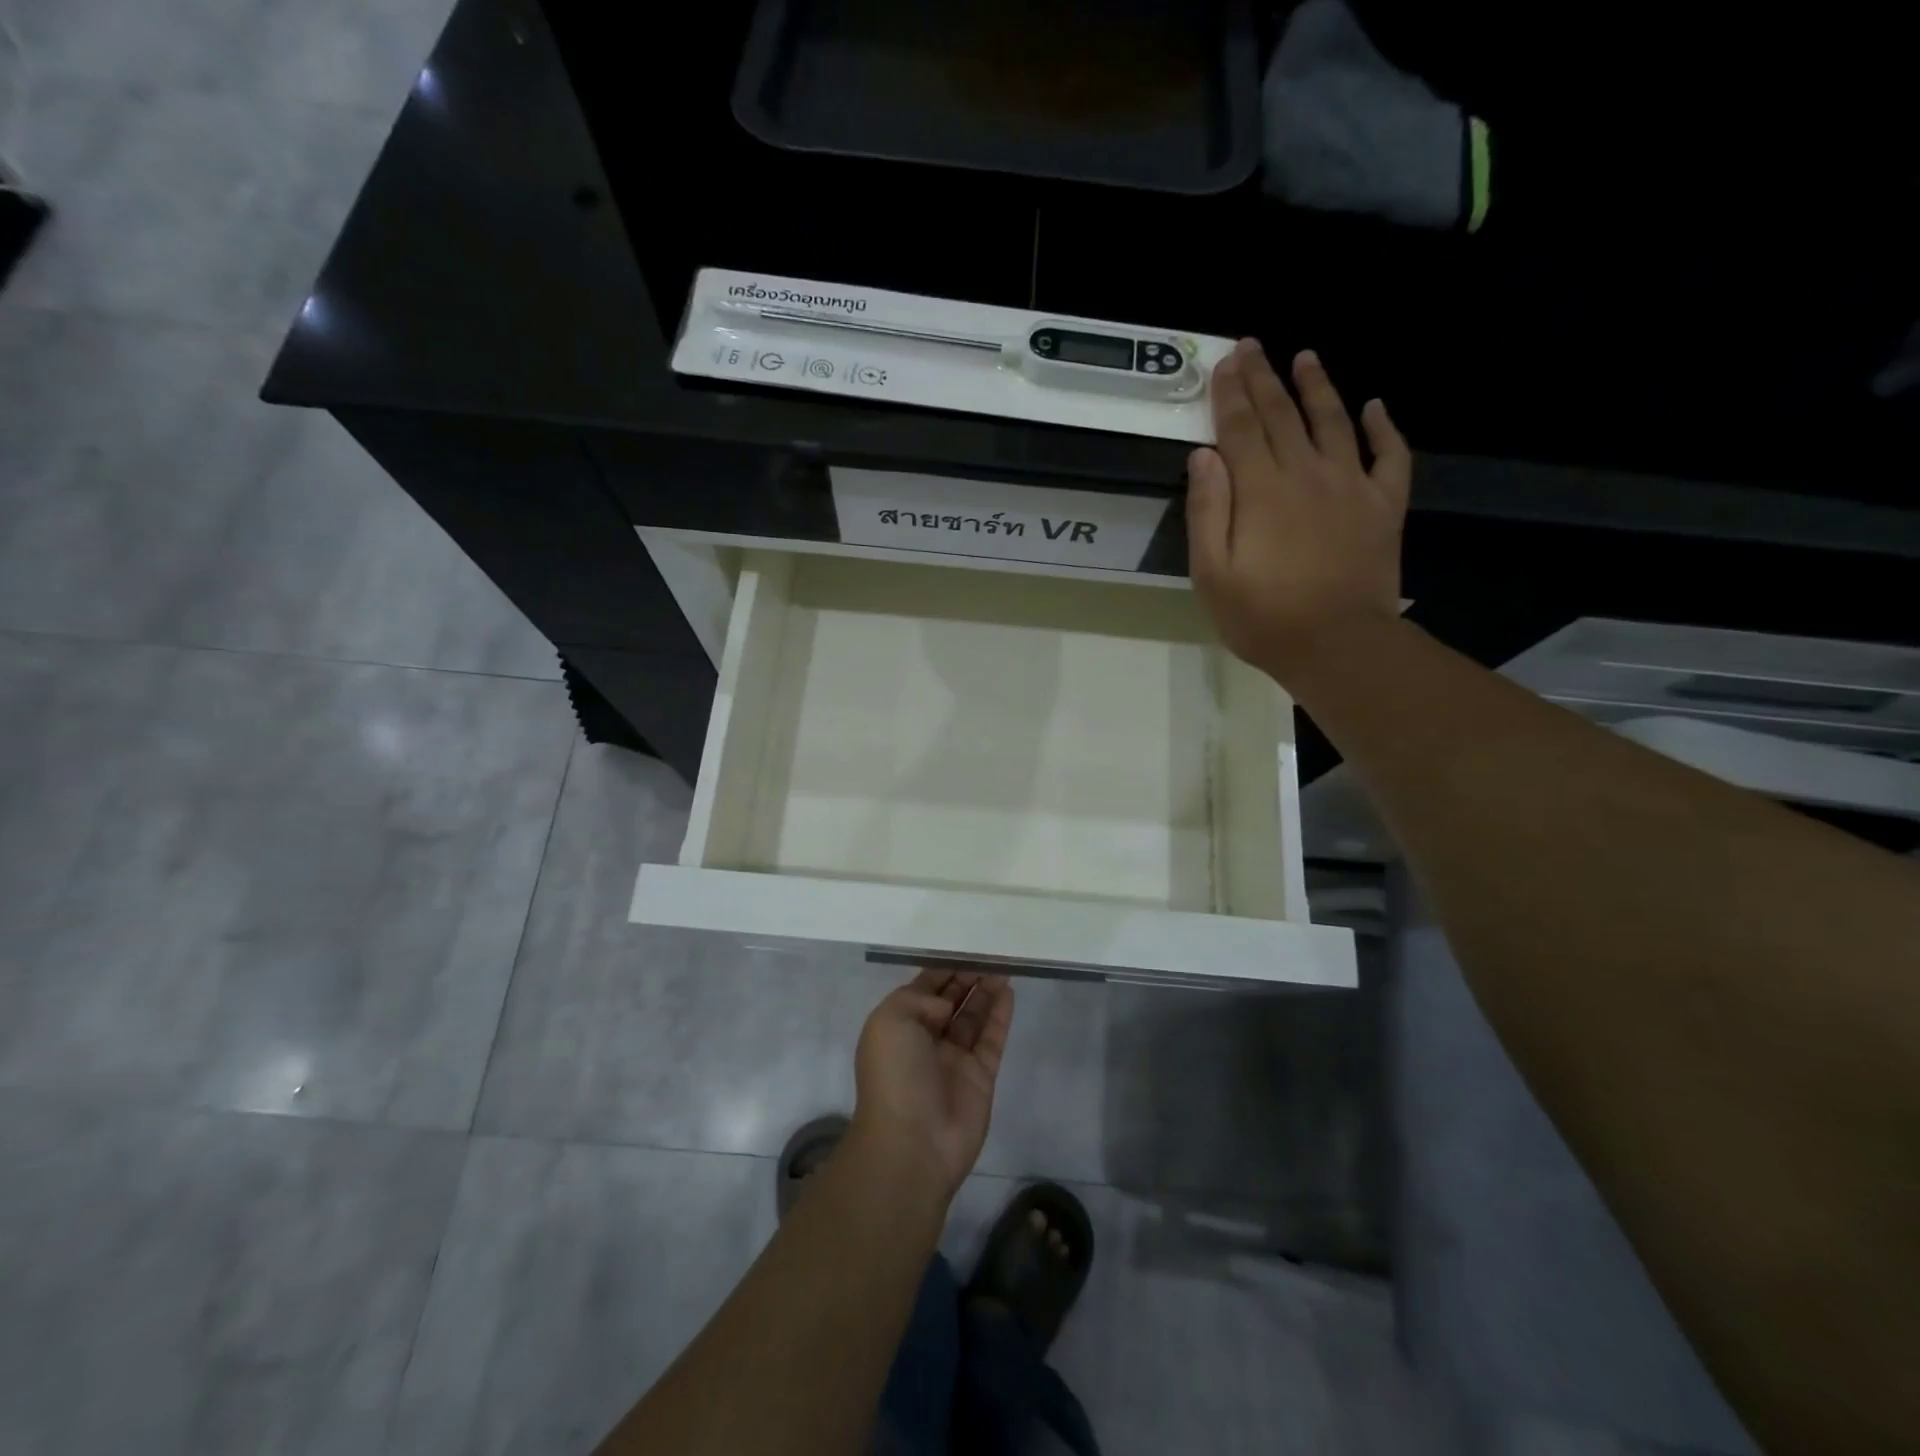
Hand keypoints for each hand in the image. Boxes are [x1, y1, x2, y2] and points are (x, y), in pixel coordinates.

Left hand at [851, 969, 1013, 1201]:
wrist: (912, 1143)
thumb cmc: (894, 1074)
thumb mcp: (889, 1020)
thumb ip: (918, 998)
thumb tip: (947, 1006)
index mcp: (899, 1026)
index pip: (923, 989)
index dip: (942, 968)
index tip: (962, 945)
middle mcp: (926, 1039)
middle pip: (951, 1000)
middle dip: (967, 976)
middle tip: (989, 951)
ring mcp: (954, 1059)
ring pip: (973, 1016)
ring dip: (985, 990)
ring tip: (1003, 964)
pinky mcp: (981, 1076)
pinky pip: (991, 1038)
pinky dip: (1000, 1015)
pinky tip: (1008, 991)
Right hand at [1186, 341, 1411, 678]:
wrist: (1337, 645)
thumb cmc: (1263, 616)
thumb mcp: (1212, 573)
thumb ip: (1207, 510)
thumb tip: (1204, 455)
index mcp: (1262, 490)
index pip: (1241, 427)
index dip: (1230, 393)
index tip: (1223, 362)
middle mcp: (1307, 473)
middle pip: (1282, 415)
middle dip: (1263, 377)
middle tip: (1251, 344)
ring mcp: (1351, 486)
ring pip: (1334, 422)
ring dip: (1318, 387)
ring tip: (1306, 357)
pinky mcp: (1383, 506)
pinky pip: (1390, 456)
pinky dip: (1385, 428)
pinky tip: (1376, 407)